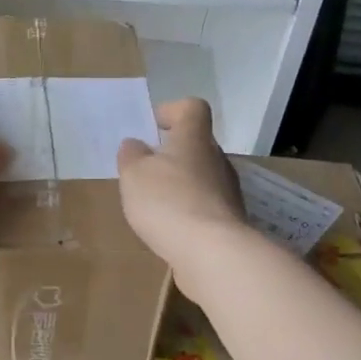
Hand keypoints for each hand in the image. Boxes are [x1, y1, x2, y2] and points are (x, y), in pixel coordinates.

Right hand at [117, 98, 249, 293]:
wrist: (211, 252)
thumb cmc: (168, 201)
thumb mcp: (134, 174)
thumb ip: (131, 155)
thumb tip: (135, 145)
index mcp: (194, 138)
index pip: (192, 108)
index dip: (171, 111)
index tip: (151, 126)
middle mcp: (217, 159)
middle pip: (196, 144)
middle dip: (172, 153)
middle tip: (145, 169)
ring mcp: (227, 191)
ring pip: (201, 177)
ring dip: (180, 184)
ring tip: (154, 204)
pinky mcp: (229, 221)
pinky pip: (205, 206)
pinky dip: (188, 211)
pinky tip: (170, 228)